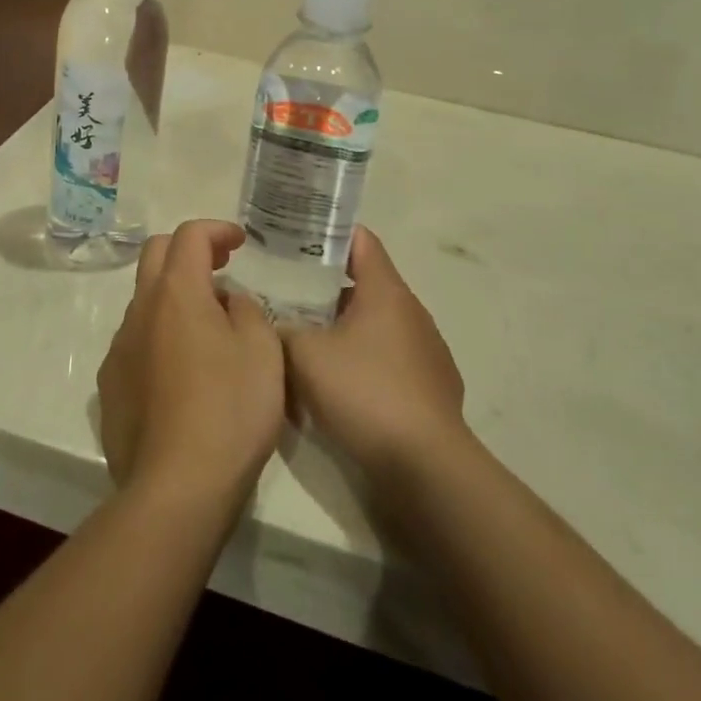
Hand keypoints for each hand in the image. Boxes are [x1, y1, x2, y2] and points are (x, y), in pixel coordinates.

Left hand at [97, 220, 285, 509]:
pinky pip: (136, 343)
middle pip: (156, 255)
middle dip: (188, 251)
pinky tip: (184, 373)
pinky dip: (160, 336)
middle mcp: (140, 310)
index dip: (216, 230)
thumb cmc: (230, 411)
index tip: (240, 242)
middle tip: (221, 268)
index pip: (189, 235)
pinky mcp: (110, 386)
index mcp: (177, 293)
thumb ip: (246, 311)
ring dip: (174, 297)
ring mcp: (119, 348)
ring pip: (144, 301)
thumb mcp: (263, 351)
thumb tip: (227, 301)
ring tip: (209, 329)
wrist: (175, 488)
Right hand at [283, 226, 469, 484]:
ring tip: (309, 342)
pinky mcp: (434, 390)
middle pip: (366, 285)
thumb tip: (267, 318)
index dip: (330, 233)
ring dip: (345, 329)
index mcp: (386, 291)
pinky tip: (341, 388)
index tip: (298, 237)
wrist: (425, 467)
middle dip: (327, 288)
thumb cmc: (363, 392)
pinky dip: (366, 363)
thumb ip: (281, 328)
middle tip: (288, 293)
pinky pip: (391, 361)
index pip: (361, 240)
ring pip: (377, 326)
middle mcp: (412, 313)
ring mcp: (428, 352)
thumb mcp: (304, 354)